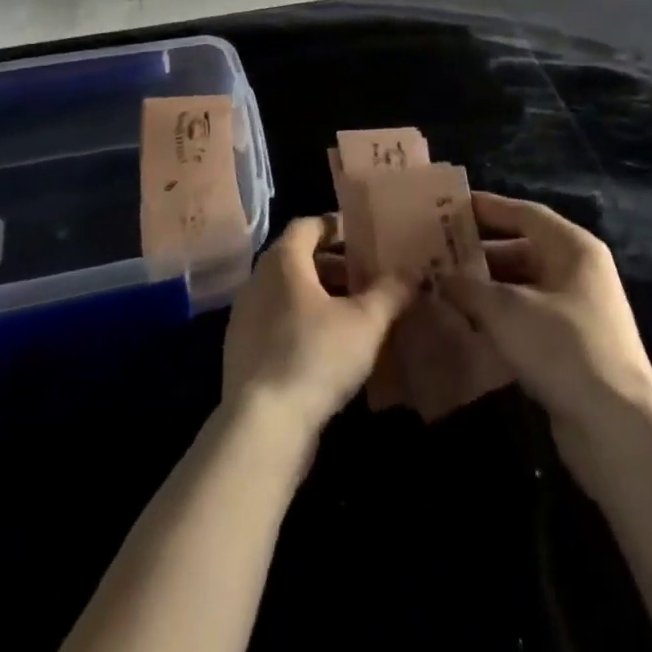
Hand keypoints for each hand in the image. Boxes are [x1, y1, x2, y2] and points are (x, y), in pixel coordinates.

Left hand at [221, 216, 413, 447]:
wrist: (262, 426)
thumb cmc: (315, 357)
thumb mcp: (365, 322)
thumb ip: (389, 291)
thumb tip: (409, 272)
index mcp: (283, 260)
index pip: (308, 225)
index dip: (336, 227)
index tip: (364, 239)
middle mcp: (257, 280)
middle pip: (298, 259)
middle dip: (334, 266)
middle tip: (367, 280)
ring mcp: (245, 317)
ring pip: (287, 293)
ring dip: (319, 297)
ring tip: (353, 316)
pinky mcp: (242, 351)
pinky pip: (276, 322)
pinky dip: (302, 323)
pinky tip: (328, 349)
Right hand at [438, 194, 651, 469]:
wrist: (616, 428)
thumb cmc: (561, 347)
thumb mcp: (506, 310)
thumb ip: (468, 287)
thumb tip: (439, 276)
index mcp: (573, 248)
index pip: (524, 213)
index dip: (486, 207)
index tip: (448, 208)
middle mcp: (579, 272)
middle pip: (523, 248)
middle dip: (480, 252)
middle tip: (437, 252)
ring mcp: (579, 312)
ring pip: (523, 286)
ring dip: (487, 287)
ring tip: (444, 288)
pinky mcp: (572, 348)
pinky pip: (528, 317)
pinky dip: (500, 317)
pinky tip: (468, 325)